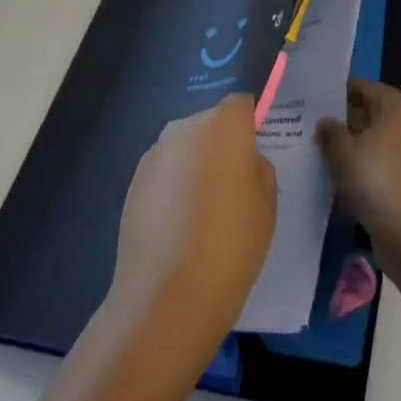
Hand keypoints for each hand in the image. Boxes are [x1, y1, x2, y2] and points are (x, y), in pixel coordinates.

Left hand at [109, 94, 275, 348]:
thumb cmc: (232, 242)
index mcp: (223, 124)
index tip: (253, 156)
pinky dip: (172, 189)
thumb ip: (256, 167)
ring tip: (202, 214)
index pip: (240, 105)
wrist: (167, 295)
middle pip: (209, 125)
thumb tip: (239, 161)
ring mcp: (154, 154)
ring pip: (184, 149)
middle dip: (220, 146)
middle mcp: (184, 127)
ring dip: (193, 167)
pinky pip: (163, 173)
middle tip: (232, 189)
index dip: (249, 126)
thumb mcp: (267, 202)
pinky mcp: (132, 182)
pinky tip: (177, 228)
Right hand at [315, 78, 400, 262]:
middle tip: (313, 132)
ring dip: (354, 150)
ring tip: (323, 159)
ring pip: (377, 143)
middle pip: (371, 115)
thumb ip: (331, 132)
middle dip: (344, 123)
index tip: (312, 104)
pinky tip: (344, 185)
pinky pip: (385, 167)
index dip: (336, 94)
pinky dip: (367, 172)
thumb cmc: (378, 181)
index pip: (362, 87)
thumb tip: (326, 122)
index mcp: (397, 105)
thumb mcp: (343, 153)